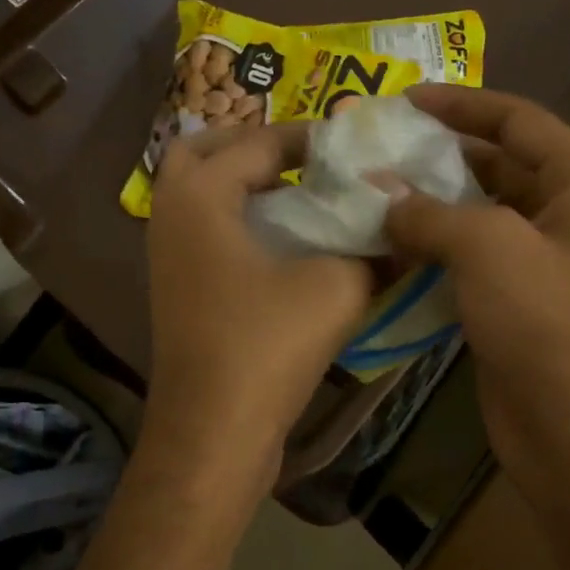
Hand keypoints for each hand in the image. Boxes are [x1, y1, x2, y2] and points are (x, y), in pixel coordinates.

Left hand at [144, 123, 374, 488]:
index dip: (308, 138)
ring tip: (301, 197)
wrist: (214, 431)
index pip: (257, 142)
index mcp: (201, 196)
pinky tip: (286, 246)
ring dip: (244, 185)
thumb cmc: (266, 346)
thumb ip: (372, 250)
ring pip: (200, 195)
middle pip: (203, 152)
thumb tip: (401, 232)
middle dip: (252, 146)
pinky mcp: (179, 290)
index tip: (351, 145)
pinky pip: (204, 232)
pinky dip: (238, 222)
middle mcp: (172, 216)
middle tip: (303, 159)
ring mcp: (168, 256)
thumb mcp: (336, 288)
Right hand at [383, 87, 569, 541]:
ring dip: (427, 209)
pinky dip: (428, 255)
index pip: (520, 121)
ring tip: (366, 196)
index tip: (405, 100)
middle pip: (496, 168)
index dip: (463, 105)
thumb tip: (383, 198)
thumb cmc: (551, 327)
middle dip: (438, 158)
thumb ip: (432, 212)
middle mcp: (565, 219)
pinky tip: (383, 251)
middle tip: (373, 151)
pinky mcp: (512, 308)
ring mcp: (539, 267)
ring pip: (475, 220)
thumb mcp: (491, 250)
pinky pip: (465, 265)